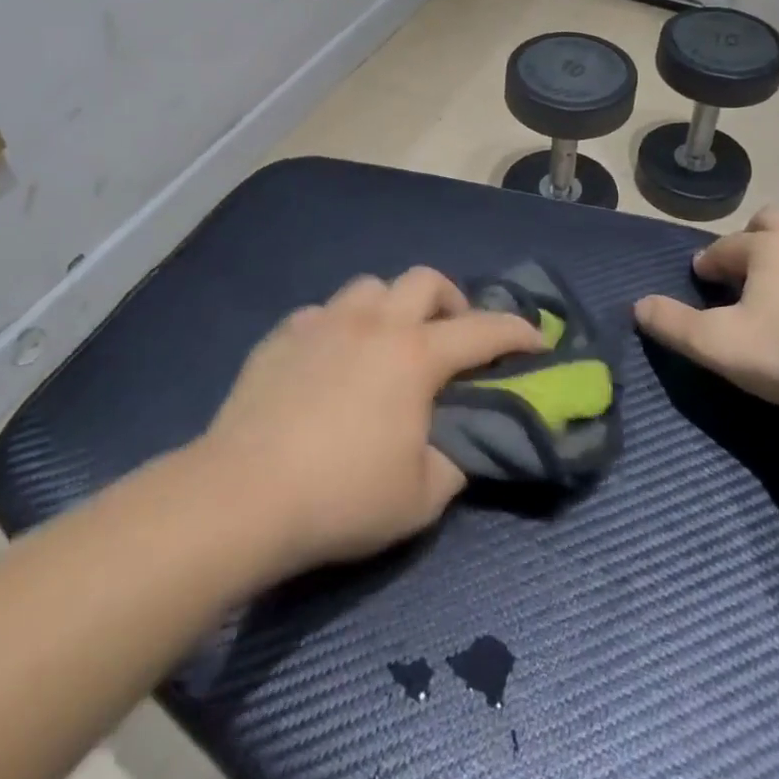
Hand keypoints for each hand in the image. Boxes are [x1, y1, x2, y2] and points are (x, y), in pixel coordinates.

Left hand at [200, 269, 544, 575]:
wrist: (241, 495)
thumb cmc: (341, 497)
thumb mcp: (419, 498)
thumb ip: (452, 464)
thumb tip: (455, 446)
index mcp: (415, 356)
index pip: (483, 330)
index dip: (517, 331)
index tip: (537, 339)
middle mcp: (374, 323)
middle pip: (425, 280)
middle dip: (451, 300)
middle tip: (452, 336)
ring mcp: (324, 323)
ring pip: (370, 286)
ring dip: (392, 305)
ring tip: (388, 342)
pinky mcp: (282, 335)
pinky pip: (324, 313)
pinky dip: (341, 327)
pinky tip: (331, 360)